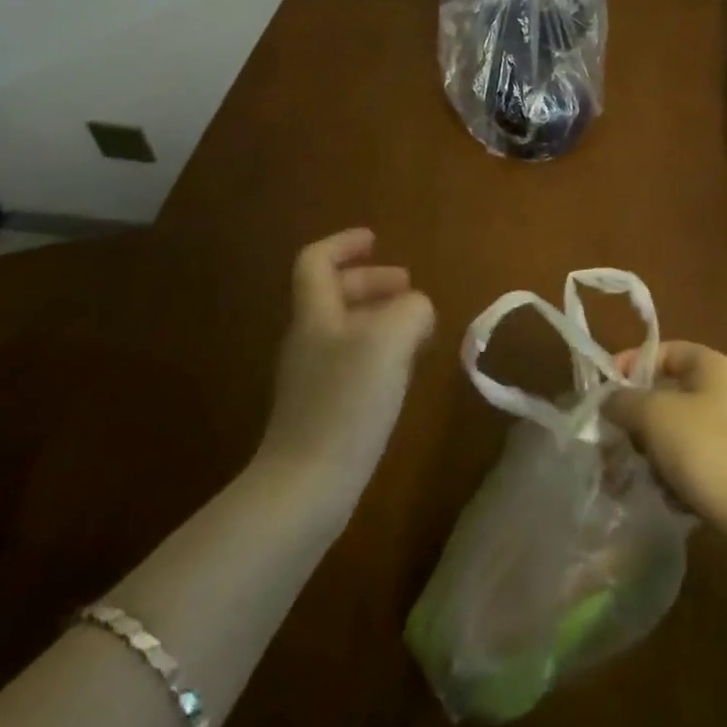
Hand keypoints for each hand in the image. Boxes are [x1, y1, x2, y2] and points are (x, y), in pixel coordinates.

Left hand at [258, 229, 434, 503]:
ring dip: (378, 316)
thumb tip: (418, 309)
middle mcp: (309, 340)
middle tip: (408, 286)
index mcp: (316, 315)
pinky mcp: (322, 409)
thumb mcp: (390, 341)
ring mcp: (312, 377)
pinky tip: (402, 370)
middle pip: (332, 292)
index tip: (377, 240)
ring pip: (345, 327)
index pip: (317, 261)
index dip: (344, 244)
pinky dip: (378, 349)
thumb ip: (410, 310)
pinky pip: (351, 360)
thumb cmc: (346, 403)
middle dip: (371, 281)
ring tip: (415, 326)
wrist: (307, 486)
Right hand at [605, 342, 726, 547]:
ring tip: (644, 477)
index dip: (630, 365)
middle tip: (617, 443)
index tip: (604, 394)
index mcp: (713, 366)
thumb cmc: (710, 452)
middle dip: (638, 420)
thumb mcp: (655, 416)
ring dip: (654, 453)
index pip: (663, 351)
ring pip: (676, 431)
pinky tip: (671, 498)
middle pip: (667, 394)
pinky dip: (676, 475)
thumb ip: (624, 400)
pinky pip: (693, 461)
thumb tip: (609, 401)